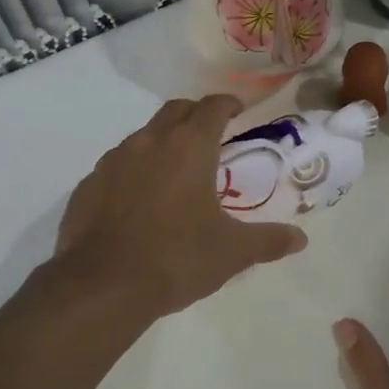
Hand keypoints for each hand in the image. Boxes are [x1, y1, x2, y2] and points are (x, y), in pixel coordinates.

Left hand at [54, 95, 306, 323]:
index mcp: (189, 147)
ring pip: (143, 136)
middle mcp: (149, 142)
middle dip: (195, 115)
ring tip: (175, 172)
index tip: (237, 111)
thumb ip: (268, 240)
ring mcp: (113, 161)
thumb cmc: (177, 258)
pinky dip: (133, 171)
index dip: (228, 104)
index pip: (212, 106)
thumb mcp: (232, 252)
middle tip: (210, 136)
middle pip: (175, 110)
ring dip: (162, 142)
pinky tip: (138, 201)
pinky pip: (116, 166)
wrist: (103, 285)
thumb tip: (300, 239)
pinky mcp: (88, 184)